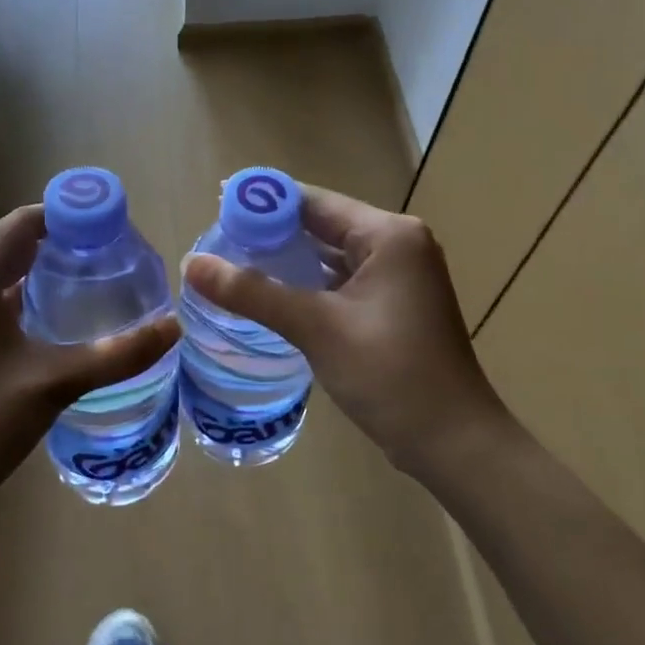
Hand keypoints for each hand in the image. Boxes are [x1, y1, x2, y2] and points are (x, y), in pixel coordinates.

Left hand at [0, 204, 180, 531]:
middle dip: (68, 247)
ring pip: (4, 276)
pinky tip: (62, 325)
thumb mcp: (53, 384)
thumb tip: (174, 327)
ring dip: (48, 277)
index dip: (75, 219)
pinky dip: (27, 302)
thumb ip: (117, 353)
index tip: (121, 234)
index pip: (28, 221)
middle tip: (120, 264)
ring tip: (101, 289)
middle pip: (17, 244)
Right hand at [182, 187, 504, 480]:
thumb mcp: (316, 327)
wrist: (453, 442)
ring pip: (330, 256)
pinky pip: (341, 282)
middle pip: (322, 226)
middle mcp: (398, 245)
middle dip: (272, 232)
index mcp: (389, 235)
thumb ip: (252, 292)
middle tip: (218, 239)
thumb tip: (191, 263)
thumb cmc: (390, 374)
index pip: (314, 202)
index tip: (217, 205)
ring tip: (233, 262)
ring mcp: (399, 277)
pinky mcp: (393, 306)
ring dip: (288, 260)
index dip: (264, 202)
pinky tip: (272, 294)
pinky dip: (308, 284)